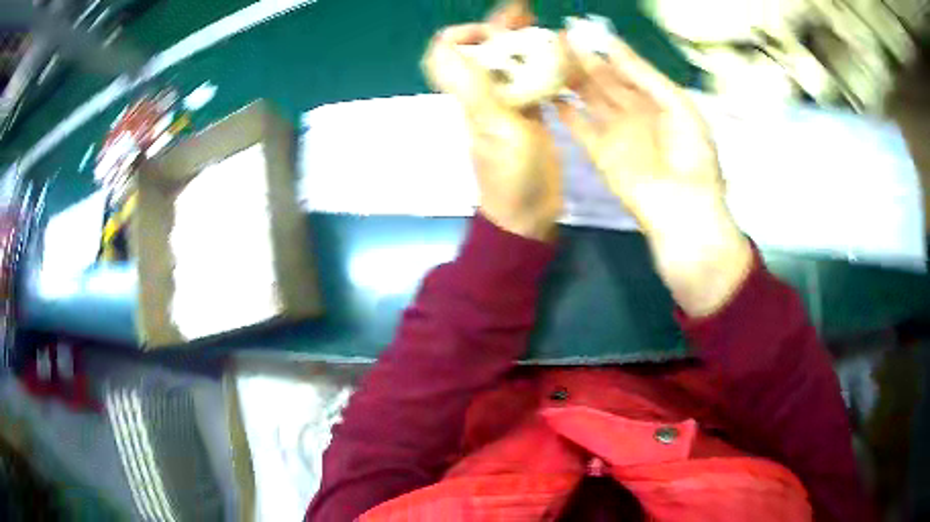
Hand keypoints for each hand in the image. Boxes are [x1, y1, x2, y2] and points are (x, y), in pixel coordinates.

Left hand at [422, 2, 560, 241]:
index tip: (494, 31)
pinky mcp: (526, 114)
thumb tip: (443, 45)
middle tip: (527, 10)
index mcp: (469, 94)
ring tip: (545, 25)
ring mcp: (505, 103)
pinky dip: (539, 63)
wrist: (528, 213)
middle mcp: (482, 93)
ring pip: (506, 61)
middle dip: (501, 26)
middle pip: (482, 50)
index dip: (464, 34)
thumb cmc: (513, 176)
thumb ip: (473, 88)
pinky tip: (558, 56)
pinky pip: (528, 79)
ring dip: (522, 40)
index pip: (446, 52)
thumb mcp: (497, 129)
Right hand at [557, 33, 751, 315]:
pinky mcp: (601, 155)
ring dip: (571, 81)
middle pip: (604, 82)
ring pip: (589, 100)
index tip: (583, 32)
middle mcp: (634, 113)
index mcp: (657, 101)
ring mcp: (616, 134)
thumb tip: (613, 47)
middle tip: (558, 40)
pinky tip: (551, 95)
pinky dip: (566, 114)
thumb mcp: (678, 106)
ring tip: (548, 59)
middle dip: (583, 61)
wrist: (684, 210)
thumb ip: (645, 76)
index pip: (627, 70)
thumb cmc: (692, 156)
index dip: (605, 51)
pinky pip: (580, 129)